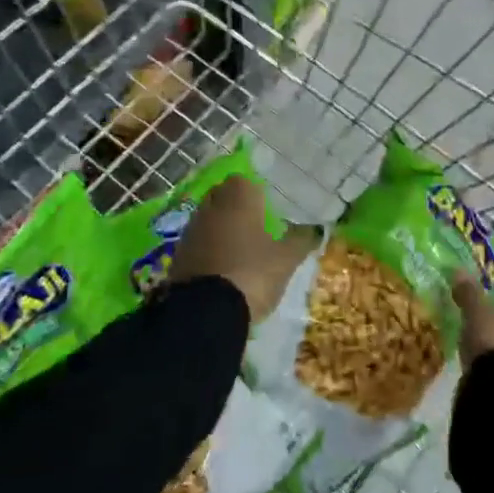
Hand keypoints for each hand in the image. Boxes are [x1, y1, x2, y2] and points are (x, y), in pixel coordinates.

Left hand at [170, 177, 316, 322]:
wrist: (206, 311)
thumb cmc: (253, 272)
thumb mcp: (286, 259)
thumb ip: (301, 240)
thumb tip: (315, 229)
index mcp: (238, 198)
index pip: (243, 181)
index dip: (254, 193)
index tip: (267, 208)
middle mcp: (211, 206)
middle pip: (223, 197)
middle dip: (236, 209)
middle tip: (255, 227)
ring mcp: (191, 231)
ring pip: (208, 220)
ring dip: (220, 230)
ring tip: (239, 250)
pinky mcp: (178, 256)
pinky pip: (197, 244)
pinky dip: (208, 250)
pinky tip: (221, 268)